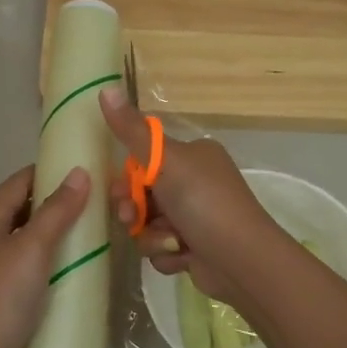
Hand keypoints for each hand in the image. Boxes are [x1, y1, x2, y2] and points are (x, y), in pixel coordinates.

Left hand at [0, 165, 90, 347]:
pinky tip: (72, 270)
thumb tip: (79, 172)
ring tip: (94, 235)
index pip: (20, 181)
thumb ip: (56, 211)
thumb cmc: (0, 299)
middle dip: (58, 204)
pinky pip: (26, 265)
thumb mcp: (32, 249)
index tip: (91, 174)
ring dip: (55, 234)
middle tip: (100, 207)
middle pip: (23, 208)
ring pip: (26, 238)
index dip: (53, 172)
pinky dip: (49, 261)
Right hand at [98, 87, 279, 305]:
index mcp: (193, 156)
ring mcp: (195, 217)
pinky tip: (183, 256)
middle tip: (133, 219)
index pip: (145, 160)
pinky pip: (161, 248)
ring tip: (171, 242)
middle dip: (135, 211)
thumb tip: (105, 87)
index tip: (120, 191)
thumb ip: (132, 130)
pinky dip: (167, 253)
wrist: (241, 260)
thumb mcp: (165, 161)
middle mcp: (195, 183)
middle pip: (142, 195)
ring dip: (152, 236)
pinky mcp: (193, 248)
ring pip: (148, 225)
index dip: (127, 178)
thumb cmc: (205, 203)